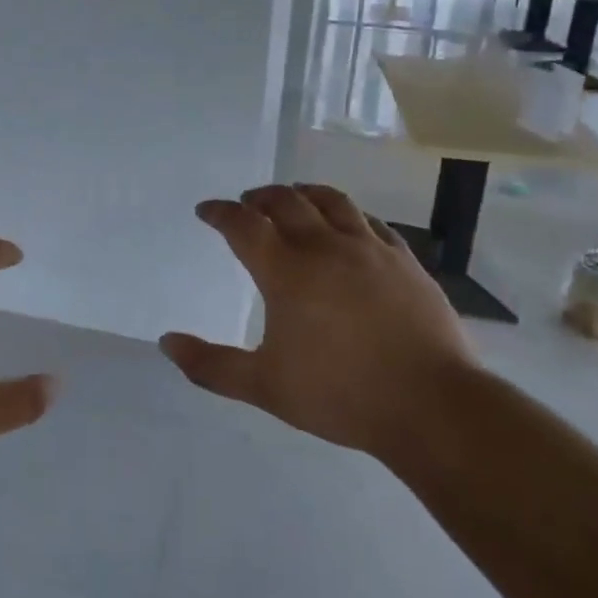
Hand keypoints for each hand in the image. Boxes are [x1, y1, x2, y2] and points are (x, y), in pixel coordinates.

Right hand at [160, 184, 473, 460]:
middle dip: (259, 197)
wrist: (430, 404)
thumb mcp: (264, 387)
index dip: (220, 213)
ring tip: (293, 196)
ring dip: (303, 193)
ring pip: (331, 201)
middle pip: (286, 202)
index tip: (206, 210)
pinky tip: (348, 223)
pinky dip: (348, 214)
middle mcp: (325, 246)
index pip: (243, 225)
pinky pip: (371, 221)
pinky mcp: (403, 260)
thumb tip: (166, 343)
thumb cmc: (340, 394)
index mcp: (286, 271)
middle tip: (246, 203)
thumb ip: (211, 365)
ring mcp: (369, 249)